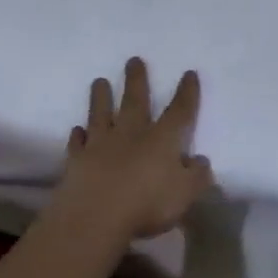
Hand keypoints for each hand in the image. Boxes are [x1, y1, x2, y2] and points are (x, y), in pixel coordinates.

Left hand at [52, 58, 213, 240]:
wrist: (94, 217)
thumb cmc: (147, 205)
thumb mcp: (185, 194)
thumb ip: (196, 176)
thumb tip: (200, 160)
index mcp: (162, 140)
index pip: (179, 111)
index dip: (187, 93)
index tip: (189, 73)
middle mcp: (131, 135)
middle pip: (135, 102)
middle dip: (136, 80)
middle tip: (133, 60)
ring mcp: (101, 145)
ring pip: (101, 114)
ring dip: (101, 97)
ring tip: (99, 81)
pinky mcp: (77, 161)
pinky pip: (77, 143)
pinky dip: (77, 136)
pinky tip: (77, 130)